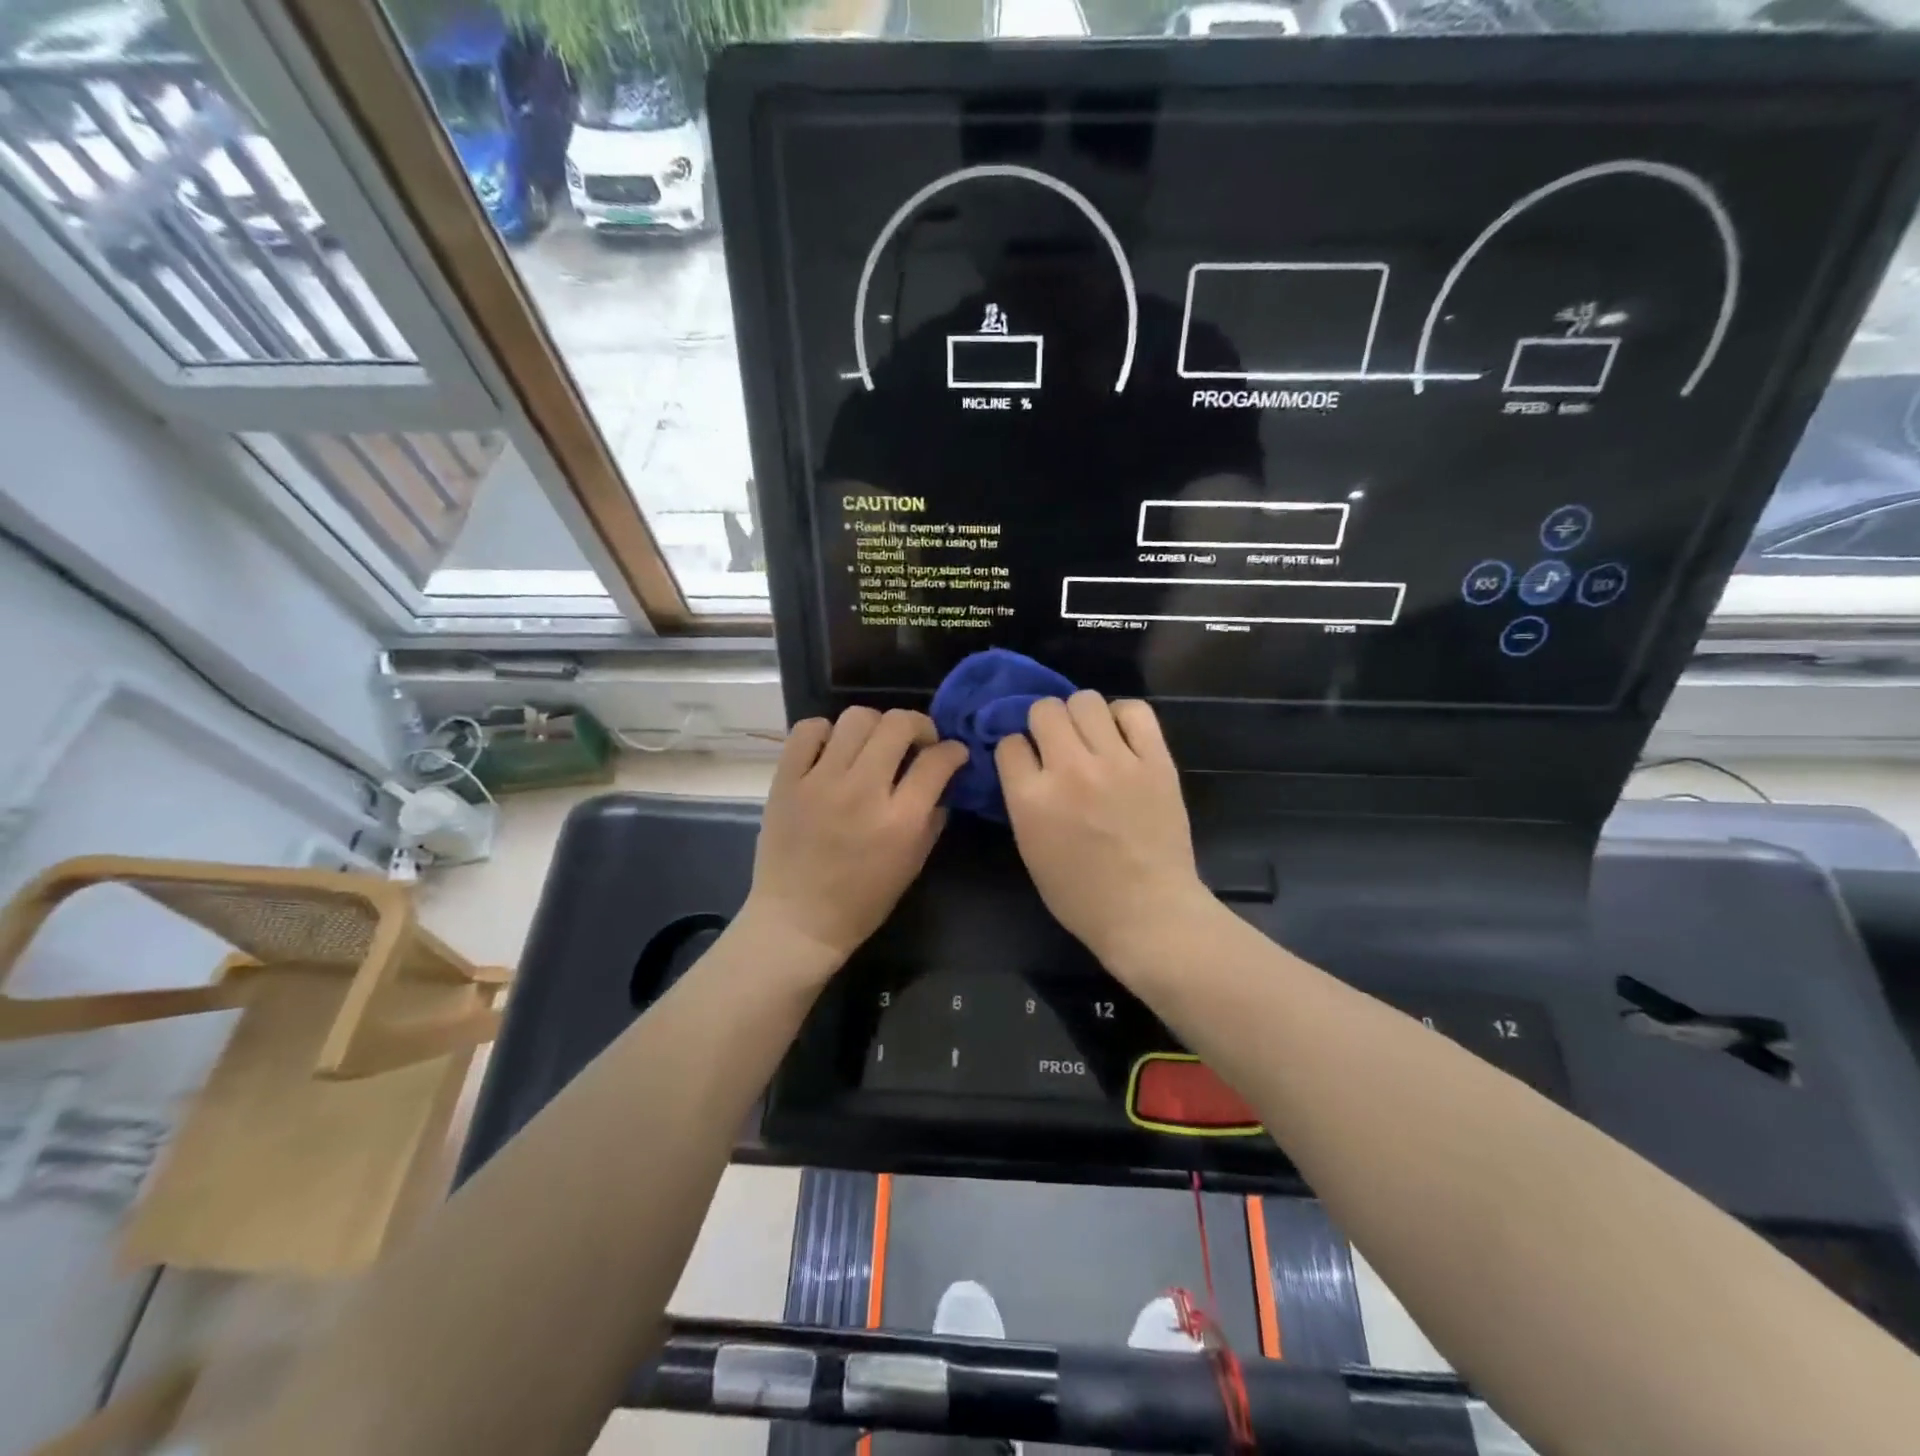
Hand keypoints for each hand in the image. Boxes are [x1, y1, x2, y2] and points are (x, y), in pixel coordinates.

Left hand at [744, 707, 966, 971]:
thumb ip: (932, 819)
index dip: (953, 751)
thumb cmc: (861, 902)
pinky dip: (825, 732)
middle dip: (919, 725)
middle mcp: (862, 791)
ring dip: (875, 725)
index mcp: (899, 820)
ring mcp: (819, 781)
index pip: (937, 761)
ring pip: (856, 718)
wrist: (797, 921)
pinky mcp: (786, 780)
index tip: (953, 753)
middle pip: (898, 724)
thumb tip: (941, 781)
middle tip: (917, 742)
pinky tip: (833, 750)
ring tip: (873, 745)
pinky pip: (808, 730)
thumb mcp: (912, 865)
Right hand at [996, 693, 1213, 972]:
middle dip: (1043, 724)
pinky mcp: (1156, 761)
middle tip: (1057, 745)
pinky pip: (1135, 711)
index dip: (1016, 750)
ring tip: (1090, 737)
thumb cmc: (1080, 895)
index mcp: (1032, 799)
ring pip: (1086, 700)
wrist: (1148, 913)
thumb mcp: (1030, 849)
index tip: (1027, 762)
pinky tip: (1120, 736)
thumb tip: (1026, 764)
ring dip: (1080, 715)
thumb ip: (1023, 800)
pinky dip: (1122, 716)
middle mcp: (1070, 770)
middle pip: (1045, 710)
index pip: (1010, 743)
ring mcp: (1116, 762)